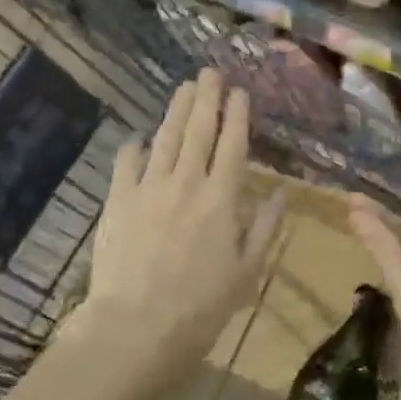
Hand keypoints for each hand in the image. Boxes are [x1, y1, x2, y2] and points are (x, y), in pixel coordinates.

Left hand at [68, 71, 286, 396]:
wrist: (136, 327)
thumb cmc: (200, 308)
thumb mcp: (246, 273)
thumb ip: (265, 228)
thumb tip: (282, 192)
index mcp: (221, 199)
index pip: (233, 145)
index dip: (237, 115)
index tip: (239, 92)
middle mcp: (186, 182)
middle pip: (198, 130)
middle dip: (206, 98)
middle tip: (209, 72)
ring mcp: (149, 187)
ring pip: (165, 138)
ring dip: (176, 110)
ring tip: (184, 88)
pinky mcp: (118, 199)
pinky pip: (127, 161)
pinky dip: (135, 146)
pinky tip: (140, 138)